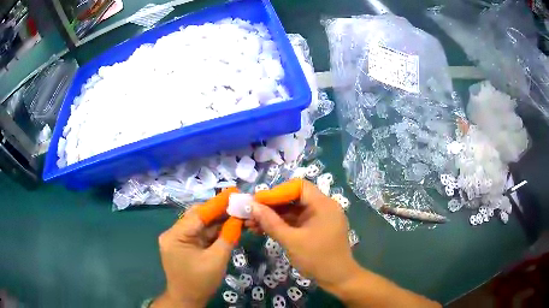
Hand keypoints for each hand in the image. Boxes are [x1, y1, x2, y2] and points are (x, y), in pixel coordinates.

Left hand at [153, 188, 242, 307]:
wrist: (188, 300)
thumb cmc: (200, 282)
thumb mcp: (216, 260)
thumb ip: (227, 237)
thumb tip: (238, 218)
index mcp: (175, 235)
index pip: (198, 214)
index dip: (217, 203)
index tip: (234, 192)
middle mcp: (174, 233)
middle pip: (198, 217)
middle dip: (219, 211)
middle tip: (239, 204)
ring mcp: (178, 239)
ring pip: (201, 225)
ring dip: (218, 221)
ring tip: (238, 213)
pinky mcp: (184, 245)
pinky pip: (201, 234)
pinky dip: (214, 231)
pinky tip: (229, 226)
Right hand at [249, 179, 359, 291]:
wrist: (337, 279)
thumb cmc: (317, 258)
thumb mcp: (291, 241)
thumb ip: (271, 222)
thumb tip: (252, 206)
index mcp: (323, 205)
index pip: (298, 187)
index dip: (277, 192)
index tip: (258, 202)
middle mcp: (322, 207)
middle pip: (294, 199)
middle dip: (271, 206)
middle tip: (250, 213)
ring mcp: (319, 219)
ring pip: (293, 212)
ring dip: (273, 217)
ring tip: (251, 224)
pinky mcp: (315, 230)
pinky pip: (296, 222)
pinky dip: (282, 225)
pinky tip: (263, 230)